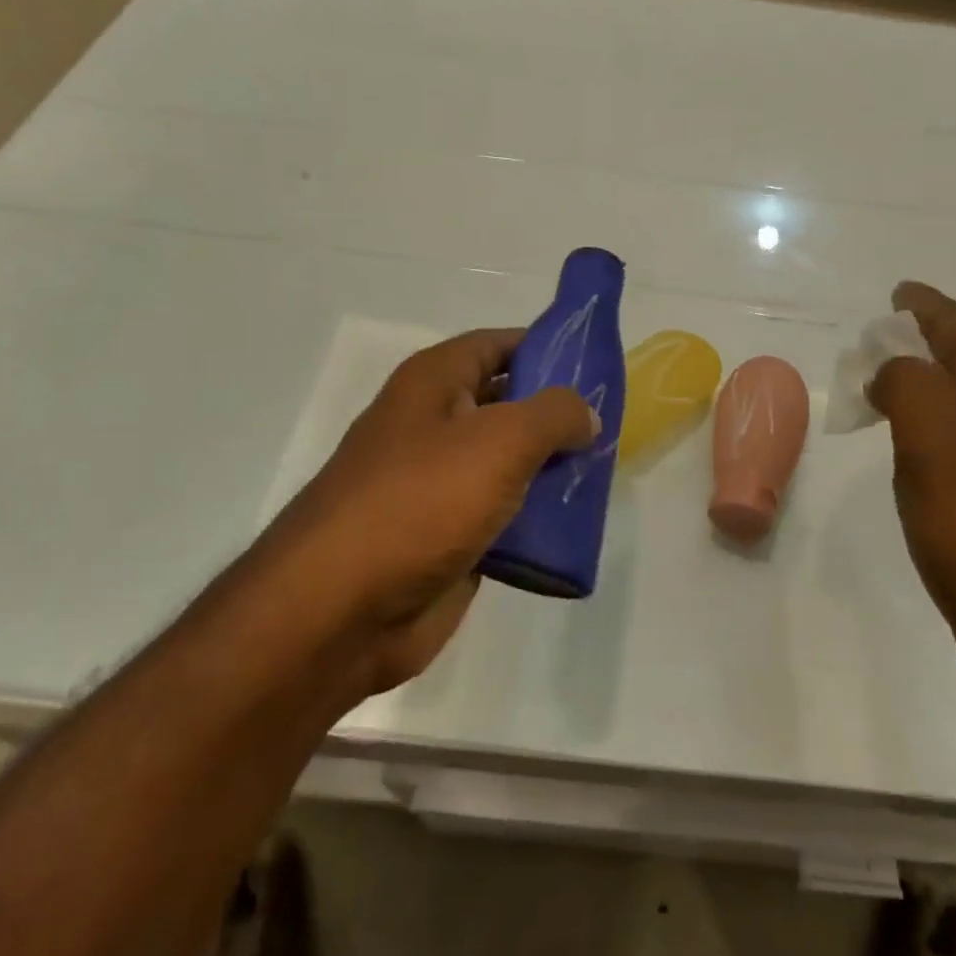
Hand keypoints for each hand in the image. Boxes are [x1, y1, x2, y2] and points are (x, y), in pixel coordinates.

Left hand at [271, 329, 596, 693]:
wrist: (340, 610)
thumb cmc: (420, 500)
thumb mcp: (501, 439)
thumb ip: (554, 414)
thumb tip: (584, 413)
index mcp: (434, 383)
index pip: (498, 344)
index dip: (546, 346)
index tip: (595, 361)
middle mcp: (435, 425)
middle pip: (508, 404)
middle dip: (558, 413)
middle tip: (614, 420)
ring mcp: (440, 484)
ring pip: (510, 463)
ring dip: (553, 468)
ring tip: (605, 471)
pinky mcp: (449, 537)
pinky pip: (505, 515)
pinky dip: (538, 517)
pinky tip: (579, 522)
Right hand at [868, 282, 955, 719]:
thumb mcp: (937, 447)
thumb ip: (911, 387)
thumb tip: (894, 366)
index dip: (932, 309)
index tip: (898, 295)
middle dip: (940, 335)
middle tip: (893, 330)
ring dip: (939, 377)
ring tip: (896, 375)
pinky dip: (940, 422)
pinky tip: (918, 444)